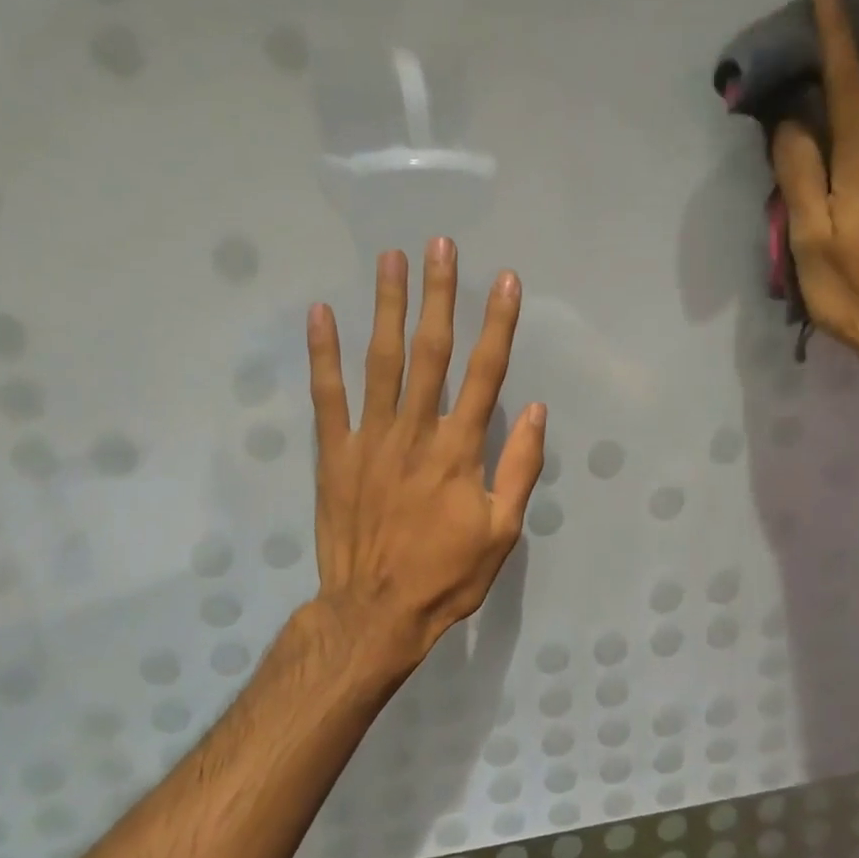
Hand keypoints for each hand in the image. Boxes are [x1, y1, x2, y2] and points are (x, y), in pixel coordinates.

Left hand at [306, 238, 545, 687]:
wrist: (374, 612)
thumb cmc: (446, 575)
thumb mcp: (502, 531)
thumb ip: (519, 467)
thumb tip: (538, 410)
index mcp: (460, 451)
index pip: (486, 374)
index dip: (498, 324)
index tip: (505, 281)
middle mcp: (416, 432)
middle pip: (431, 352)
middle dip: (438, 295)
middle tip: (439, 245)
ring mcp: (370, 440)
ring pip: (380, 361)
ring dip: (385, 307)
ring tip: (389, 259)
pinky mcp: (334, 455)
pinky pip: (326, 397)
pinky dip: (323, 355)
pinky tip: (320, 314)